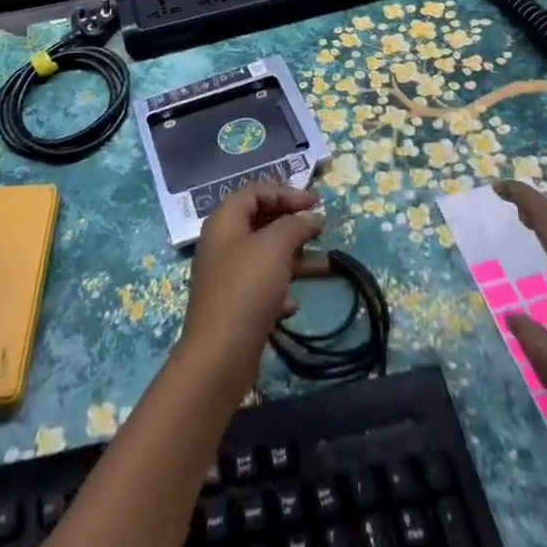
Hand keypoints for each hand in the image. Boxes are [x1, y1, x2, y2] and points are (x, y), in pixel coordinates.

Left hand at [178, 183, 324, 398]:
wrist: (220, 354)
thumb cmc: (246, 287)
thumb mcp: (274, 247)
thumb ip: (294, 225)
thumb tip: (312, 216)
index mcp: (225, 221)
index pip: (255, 192)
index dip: (286, 192)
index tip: (316, 202)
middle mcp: (222, 244)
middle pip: (259, 222)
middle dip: (292, 223)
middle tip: (320, 227)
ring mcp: (226, 276)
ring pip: (265, 256)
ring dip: (294, 257)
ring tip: (326, 264)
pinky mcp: (234, 306)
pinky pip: (261, 287)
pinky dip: (280, 288)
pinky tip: (295, 302)